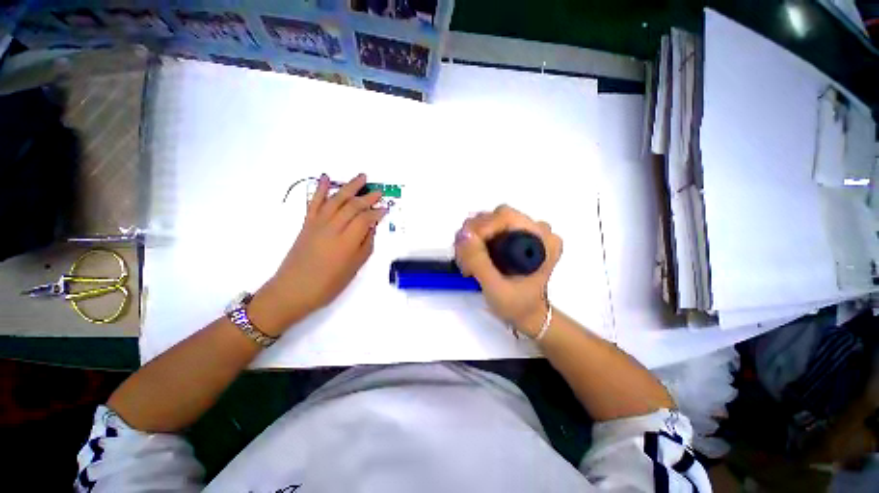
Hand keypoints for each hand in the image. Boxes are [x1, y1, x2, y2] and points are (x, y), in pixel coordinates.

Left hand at [253, 174, 386, 333]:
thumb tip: (371, 228)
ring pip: (336, 199)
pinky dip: (320, 188)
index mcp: (346, 242)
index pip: (365, 219)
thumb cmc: (328, 284)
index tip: (386, 209)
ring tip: (361, 177)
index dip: (377, 212)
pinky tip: (326, 177)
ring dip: (349, 186)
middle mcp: (332, 228)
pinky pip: (314, 202)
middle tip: (379, 191)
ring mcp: (317, 224)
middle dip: (367, 197)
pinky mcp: (306, 223)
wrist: (293, 289)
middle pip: (352, 206)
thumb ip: (365, 246)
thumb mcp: (354, 268)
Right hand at [454, 205, 561, 336]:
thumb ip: (478, 261)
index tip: (465, 249)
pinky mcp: (518, 235)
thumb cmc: (517, 305)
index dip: (481, 228)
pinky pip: (492, 227)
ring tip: (468, 261)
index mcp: (543, 241)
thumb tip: (463, 234)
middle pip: (496, 216)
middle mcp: (538, 230)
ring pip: (491, 220)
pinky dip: (478, 239)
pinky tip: (473, 256)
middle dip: (474, 234)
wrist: (528, 313)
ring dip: (473, 237)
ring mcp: (528, 231)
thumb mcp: (495, 287)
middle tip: (464, 259)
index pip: (505, 217)